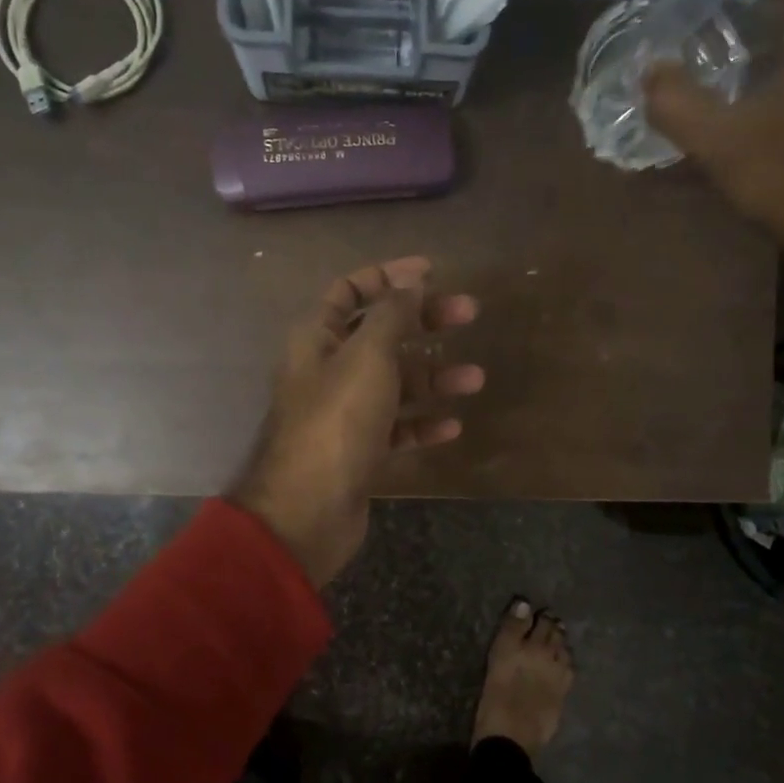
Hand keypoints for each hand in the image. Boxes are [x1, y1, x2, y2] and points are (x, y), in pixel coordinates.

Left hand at [229, 257, 482, 587]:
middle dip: (424, 321)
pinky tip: (451, 427)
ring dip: (433, 378)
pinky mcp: (358, 451)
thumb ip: (391, 315)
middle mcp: (327, 370)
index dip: (388, 276)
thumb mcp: (368, 356)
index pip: (349, 291)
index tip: (433, 273)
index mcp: (316, 338)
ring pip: (394, 384)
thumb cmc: (337, 421)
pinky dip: (422, 424)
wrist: (308, 509)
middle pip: (380, 334)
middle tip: (469, 314)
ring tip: (475, 379)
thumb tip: (410, 281)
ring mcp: (343, 413)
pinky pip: (396, 428)